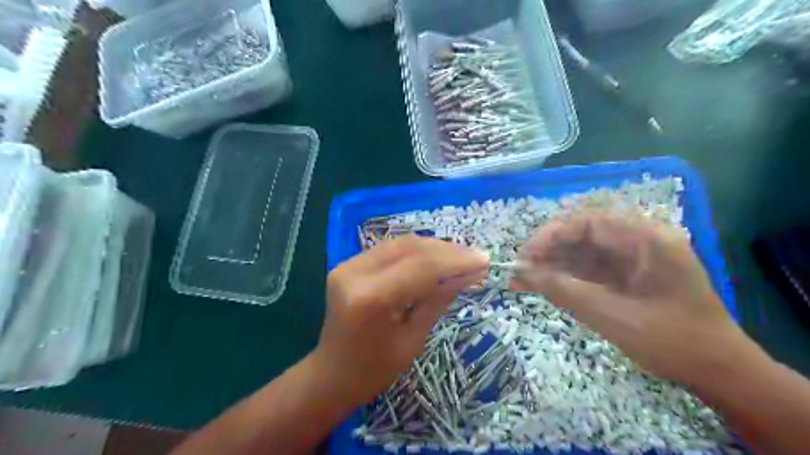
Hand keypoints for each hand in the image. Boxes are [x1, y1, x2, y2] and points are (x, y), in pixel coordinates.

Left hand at [311, 235, 486, 404]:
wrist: (331, 375)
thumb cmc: (373, 370)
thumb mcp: (413, 340)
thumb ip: (439, 300)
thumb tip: (469, 274)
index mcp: (369, 299)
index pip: (421, 268)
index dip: (456, 262)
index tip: (484, 262)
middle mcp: (354, 273)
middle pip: (410, 248)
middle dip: (447, 251)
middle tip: (476, 257)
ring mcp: (347, 265)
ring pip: (400, 243)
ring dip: (433, 247)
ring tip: (461, 256)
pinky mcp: (349, 264)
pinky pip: (390, 250)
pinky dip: (416, 252)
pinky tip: (436, 258)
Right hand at [512, 211, 760, 384]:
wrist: (717, 371)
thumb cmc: (672, 341)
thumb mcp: (613, 316)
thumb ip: (565, 290)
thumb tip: (522, 272)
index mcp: (646, 239)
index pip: (588, 222)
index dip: (551, 234)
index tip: (525, 256)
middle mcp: (638, 240)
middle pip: (582, 234)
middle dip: (547, 251)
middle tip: (519, 270)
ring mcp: (632, 257)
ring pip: (582, 252)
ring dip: (552, 265)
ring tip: (521, 280)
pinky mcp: (625, 274)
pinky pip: (589, 268)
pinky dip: (565, 277)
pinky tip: (542, 286)